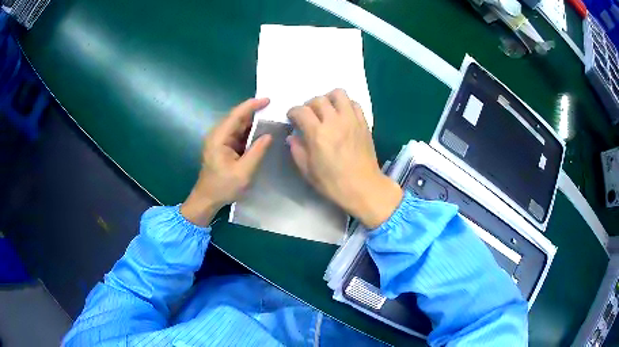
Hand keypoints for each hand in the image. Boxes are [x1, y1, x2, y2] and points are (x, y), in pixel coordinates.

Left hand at [181, 98, 272, 225]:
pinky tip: (261, 132)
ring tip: (271, 118)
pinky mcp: (222, 146)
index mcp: (219, 138)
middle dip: (254, 112)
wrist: (207, 199)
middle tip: (273, 108)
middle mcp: (217, 135)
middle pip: (237, 118)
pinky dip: (249, 132)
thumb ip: (257, 152)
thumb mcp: (243, 172)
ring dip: (253, 122)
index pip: (236, 115)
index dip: (251, 106)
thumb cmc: (223, 187)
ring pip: (237, 125)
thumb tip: (269, 135)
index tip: (268, 100)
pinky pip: (237, 134)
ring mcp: (219, 140)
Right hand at [287, 89, 402, 228]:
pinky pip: (354, 103)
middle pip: (318, 99)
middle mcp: (334, 121)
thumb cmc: (333, 183)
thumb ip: (297, 151)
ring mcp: (351, 120)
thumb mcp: (308, 171)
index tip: (292, 118)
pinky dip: (346, 104)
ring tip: (327, 110)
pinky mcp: (363, 123)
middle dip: (309, 105)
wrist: (363, 187)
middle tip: (308, 116)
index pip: (301, 111)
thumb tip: (293, 137)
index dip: (293, 112)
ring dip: (329, 99)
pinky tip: (342, 115)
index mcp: (318, 134)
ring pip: (338, 94)